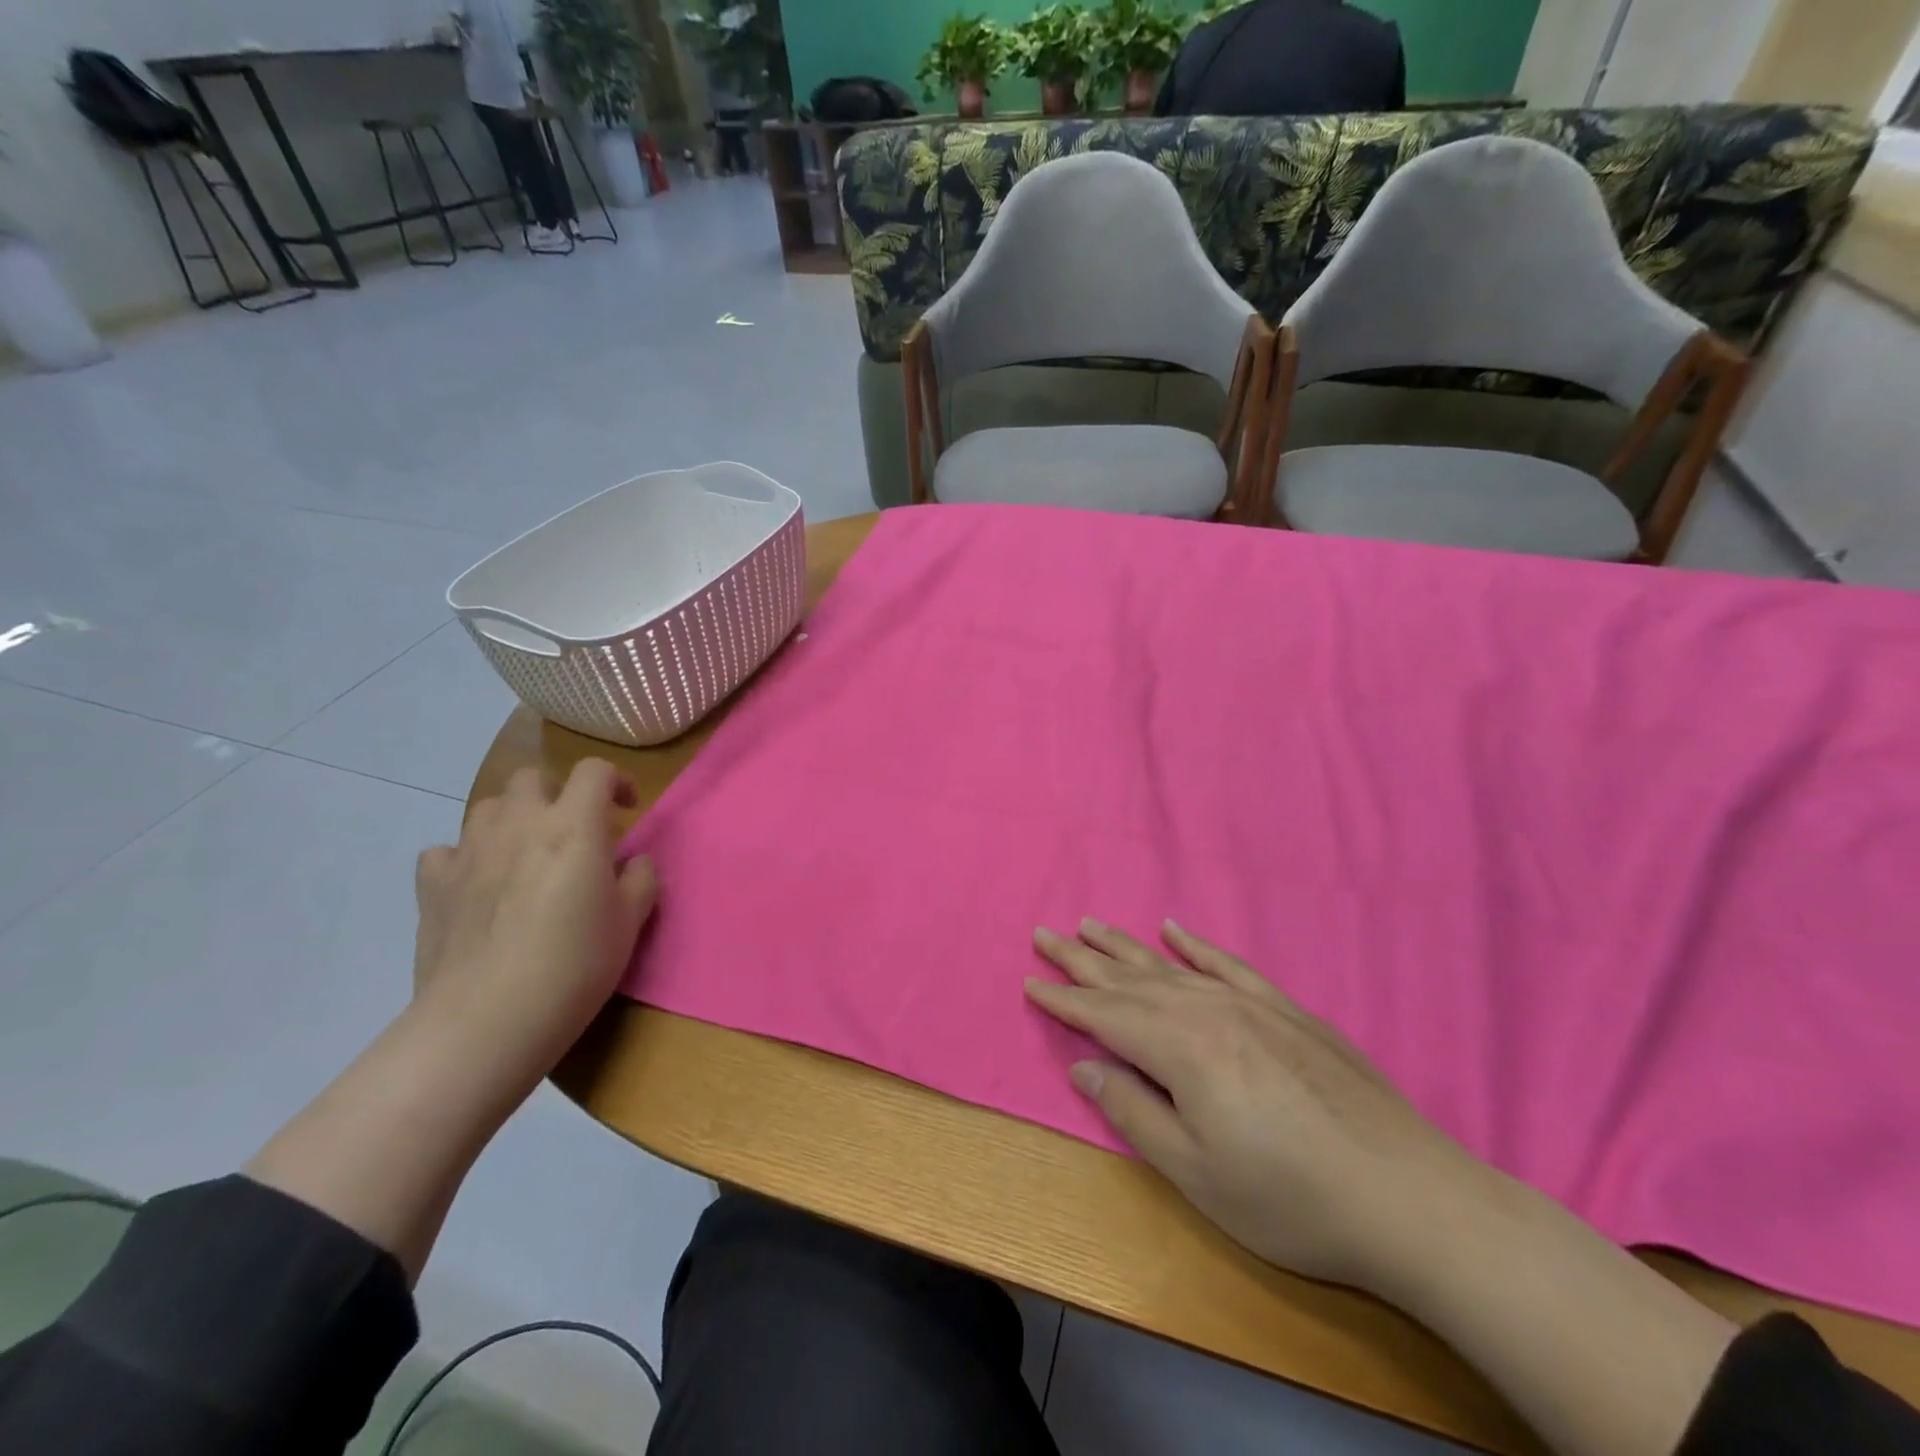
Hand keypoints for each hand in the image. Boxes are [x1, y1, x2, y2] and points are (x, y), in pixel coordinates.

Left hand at [414, 760, 656, 1088]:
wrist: (487, 1020)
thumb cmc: (574, 966)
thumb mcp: (631, 922)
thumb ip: (639, 878)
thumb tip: (631, 862)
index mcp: (574, 826)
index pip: (594, 771)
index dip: (615, 781)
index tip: (626, 810)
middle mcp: (519, 824)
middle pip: (533, 777)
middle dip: (558, 792)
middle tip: (574, 830)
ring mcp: (469, 851)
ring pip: (488, 806)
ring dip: (512, 818)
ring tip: (527, 853)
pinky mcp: (433, 884)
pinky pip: (447, 850)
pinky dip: (466, 856)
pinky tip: (479, 883)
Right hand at [1025, 919, 1485, 1292]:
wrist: (1410, 1199)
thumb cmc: (1291, 1199)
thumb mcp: (1196, 1174)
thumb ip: (1133, 1112)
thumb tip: (1084, 1067)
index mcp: (1182, 1049)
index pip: (1105, 1016)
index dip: (1064, 1001)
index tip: (1029, 981)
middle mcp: (1209, 1011)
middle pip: (1130, 979)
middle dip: (1082, 960)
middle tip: (1045, 934)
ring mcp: (1251, 1005)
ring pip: (1170, 966)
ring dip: (1126, 947)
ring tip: (1091, 925)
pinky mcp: (1286, 1011)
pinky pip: (1227, 965)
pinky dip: (1195, 945)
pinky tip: (1174, 930)